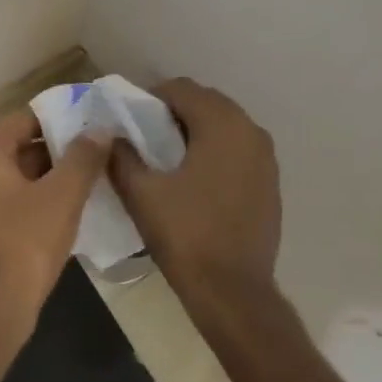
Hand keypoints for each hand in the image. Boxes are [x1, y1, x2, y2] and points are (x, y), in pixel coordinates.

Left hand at [0, 111, 109, 329]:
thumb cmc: (26, 241)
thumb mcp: (63, 194)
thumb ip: (83, 156)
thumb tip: (100, 129)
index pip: (27, 119)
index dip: (64, 118)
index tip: (95, 123)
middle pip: (21, 145)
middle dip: (59, 148)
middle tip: (99, 151)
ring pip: (17, 173)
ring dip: (51, 175)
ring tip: (91, 177)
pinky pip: (10, 197)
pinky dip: (36, 196)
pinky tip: (68, 206)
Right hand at [110, 79, 280, 309]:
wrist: (233, 292)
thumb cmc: (185, 235)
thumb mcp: (141, 193)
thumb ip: (121, 156)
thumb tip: (111, 137)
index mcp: (221, 124)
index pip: (182, 89)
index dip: (151, 98)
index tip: (129, 120)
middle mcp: (250, 130)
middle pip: (206, 103)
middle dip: (174, 112)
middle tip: (145, 136)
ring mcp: (266, 157)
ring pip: (225, 126)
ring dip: (196, 131)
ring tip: (168, 158)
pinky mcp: (270, 182)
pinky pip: (238, 150)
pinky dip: (216, 152)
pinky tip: (195, 180)